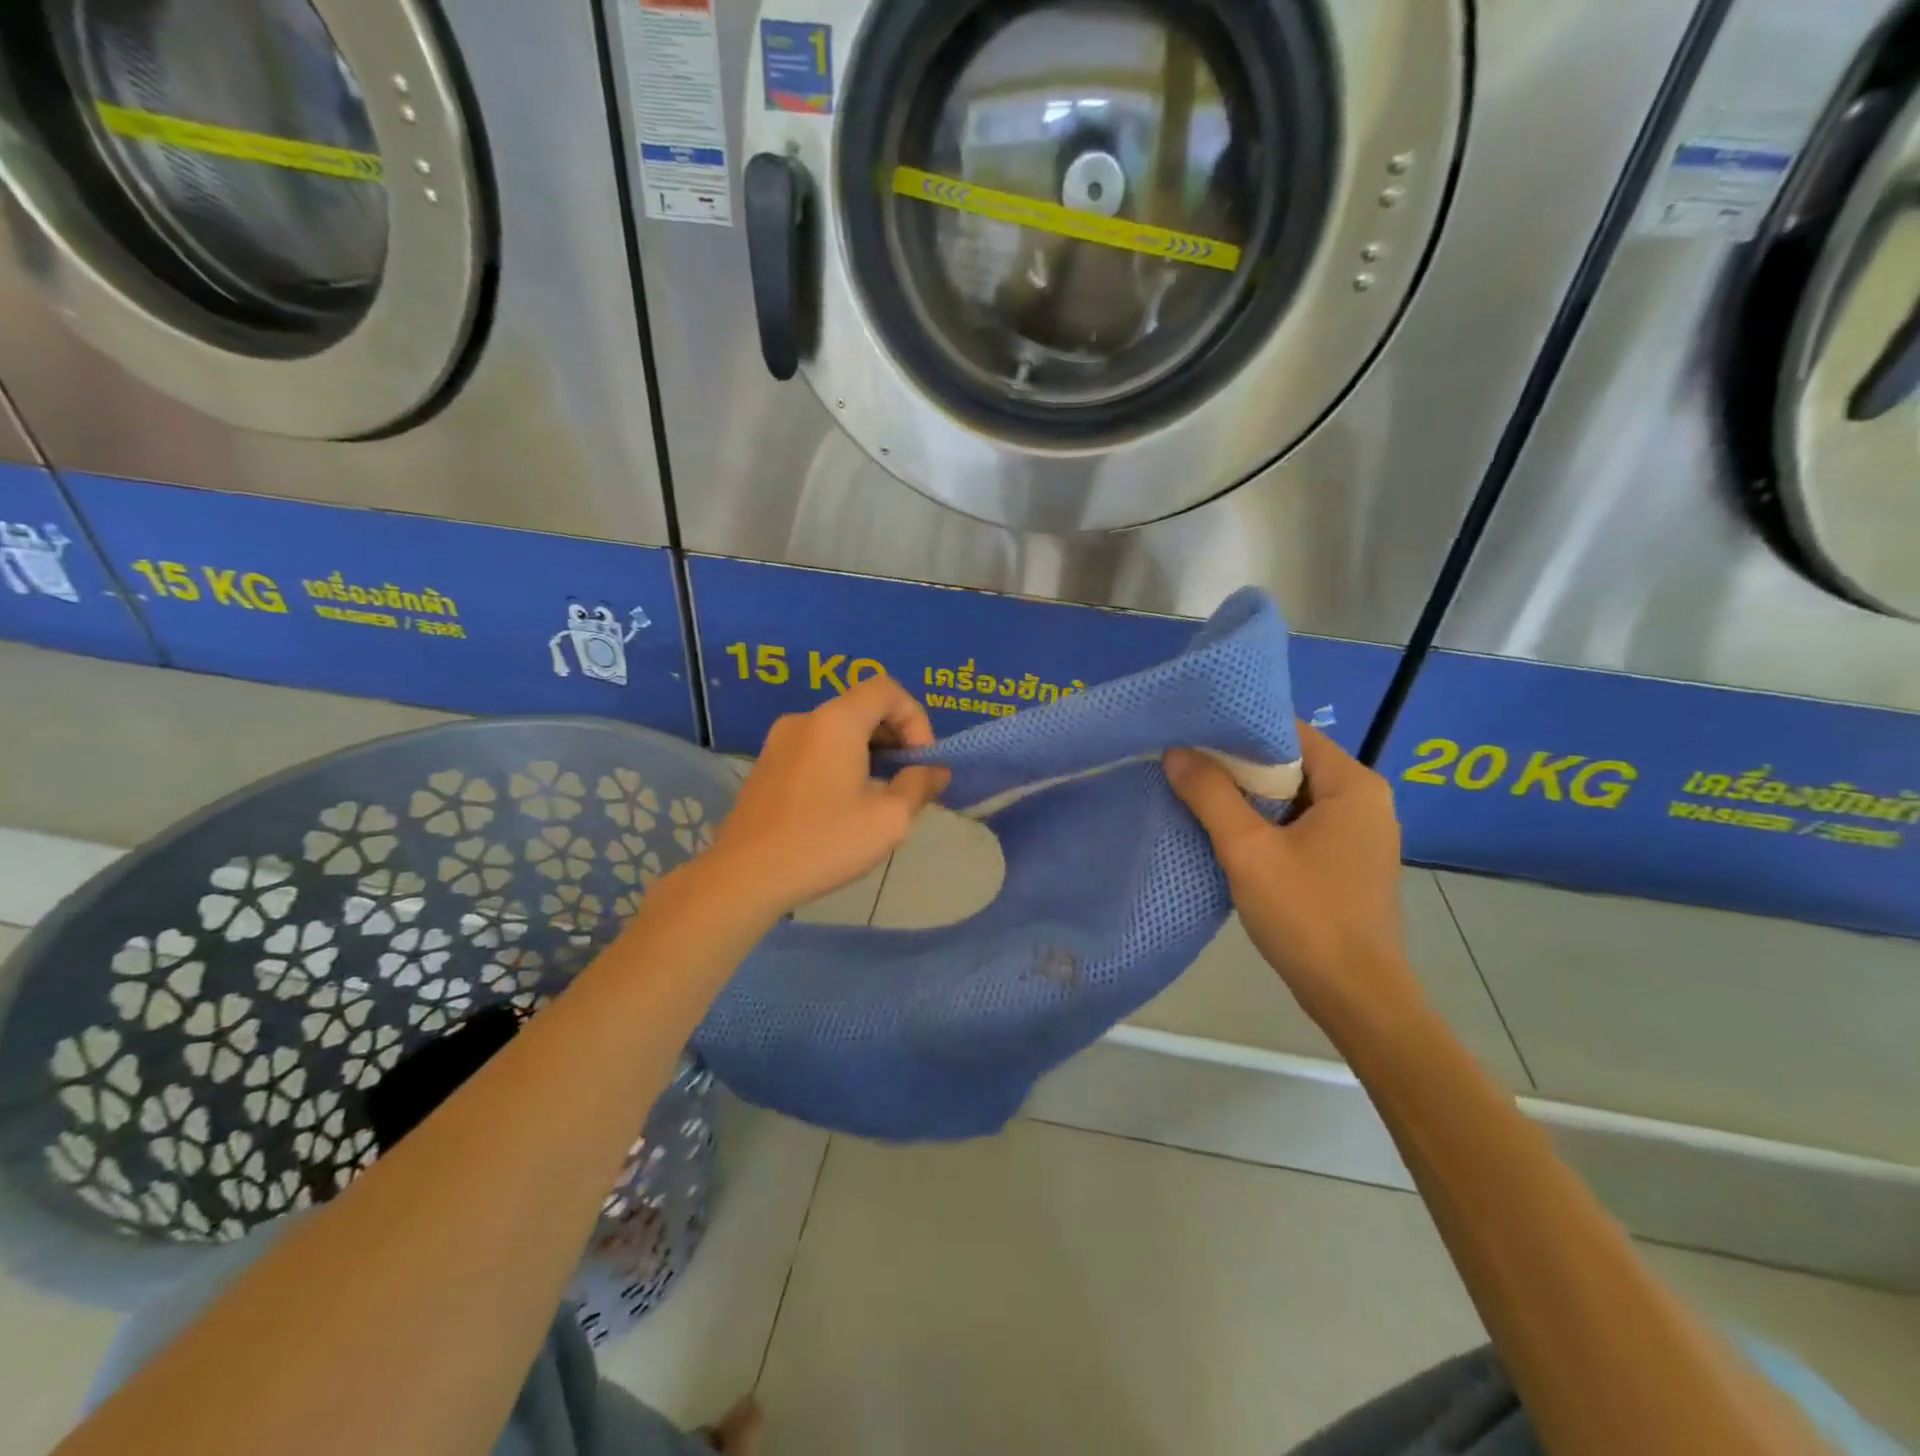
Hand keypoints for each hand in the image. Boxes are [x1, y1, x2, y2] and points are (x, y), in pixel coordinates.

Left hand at [708, 677, 950, 917]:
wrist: (745, 877)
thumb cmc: (823, 843)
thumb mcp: (888, 820)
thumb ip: (919, 786)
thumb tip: (935, 771)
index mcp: (836, 721)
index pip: (887, 689)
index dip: (916, 718)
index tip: (921, 762)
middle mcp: (805, 719)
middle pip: (863, 706)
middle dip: (896, 736)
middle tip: (908, 779)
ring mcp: (779, 741)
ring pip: (838, 728)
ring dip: (870, 751)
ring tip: (881, 794)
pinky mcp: (766, 764)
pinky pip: (815, 747)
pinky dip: (841, 761)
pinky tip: (844, 804)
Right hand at [1164, 725, 1422, 1030]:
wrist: (1355, 998)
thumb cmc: (1307, 916)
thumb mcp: (1248, 850)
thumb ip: (1210, 795)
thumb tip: (1175, 751)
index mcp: (1354, 785)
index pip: (1291, 732)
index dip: (1241, 730)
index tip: (1194, 733)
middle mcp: (1364, 801)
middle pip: (1291, 763)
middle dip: (1238, 764)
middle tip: (1185, 762)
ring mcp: (1358, 834)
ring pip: (1292, 796)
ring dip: (1248, 796)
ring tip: (1195, 791)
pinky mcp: (1346, 862)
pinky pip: (1299, 824)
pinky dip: (1264, 823)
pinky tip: (1226, 831)